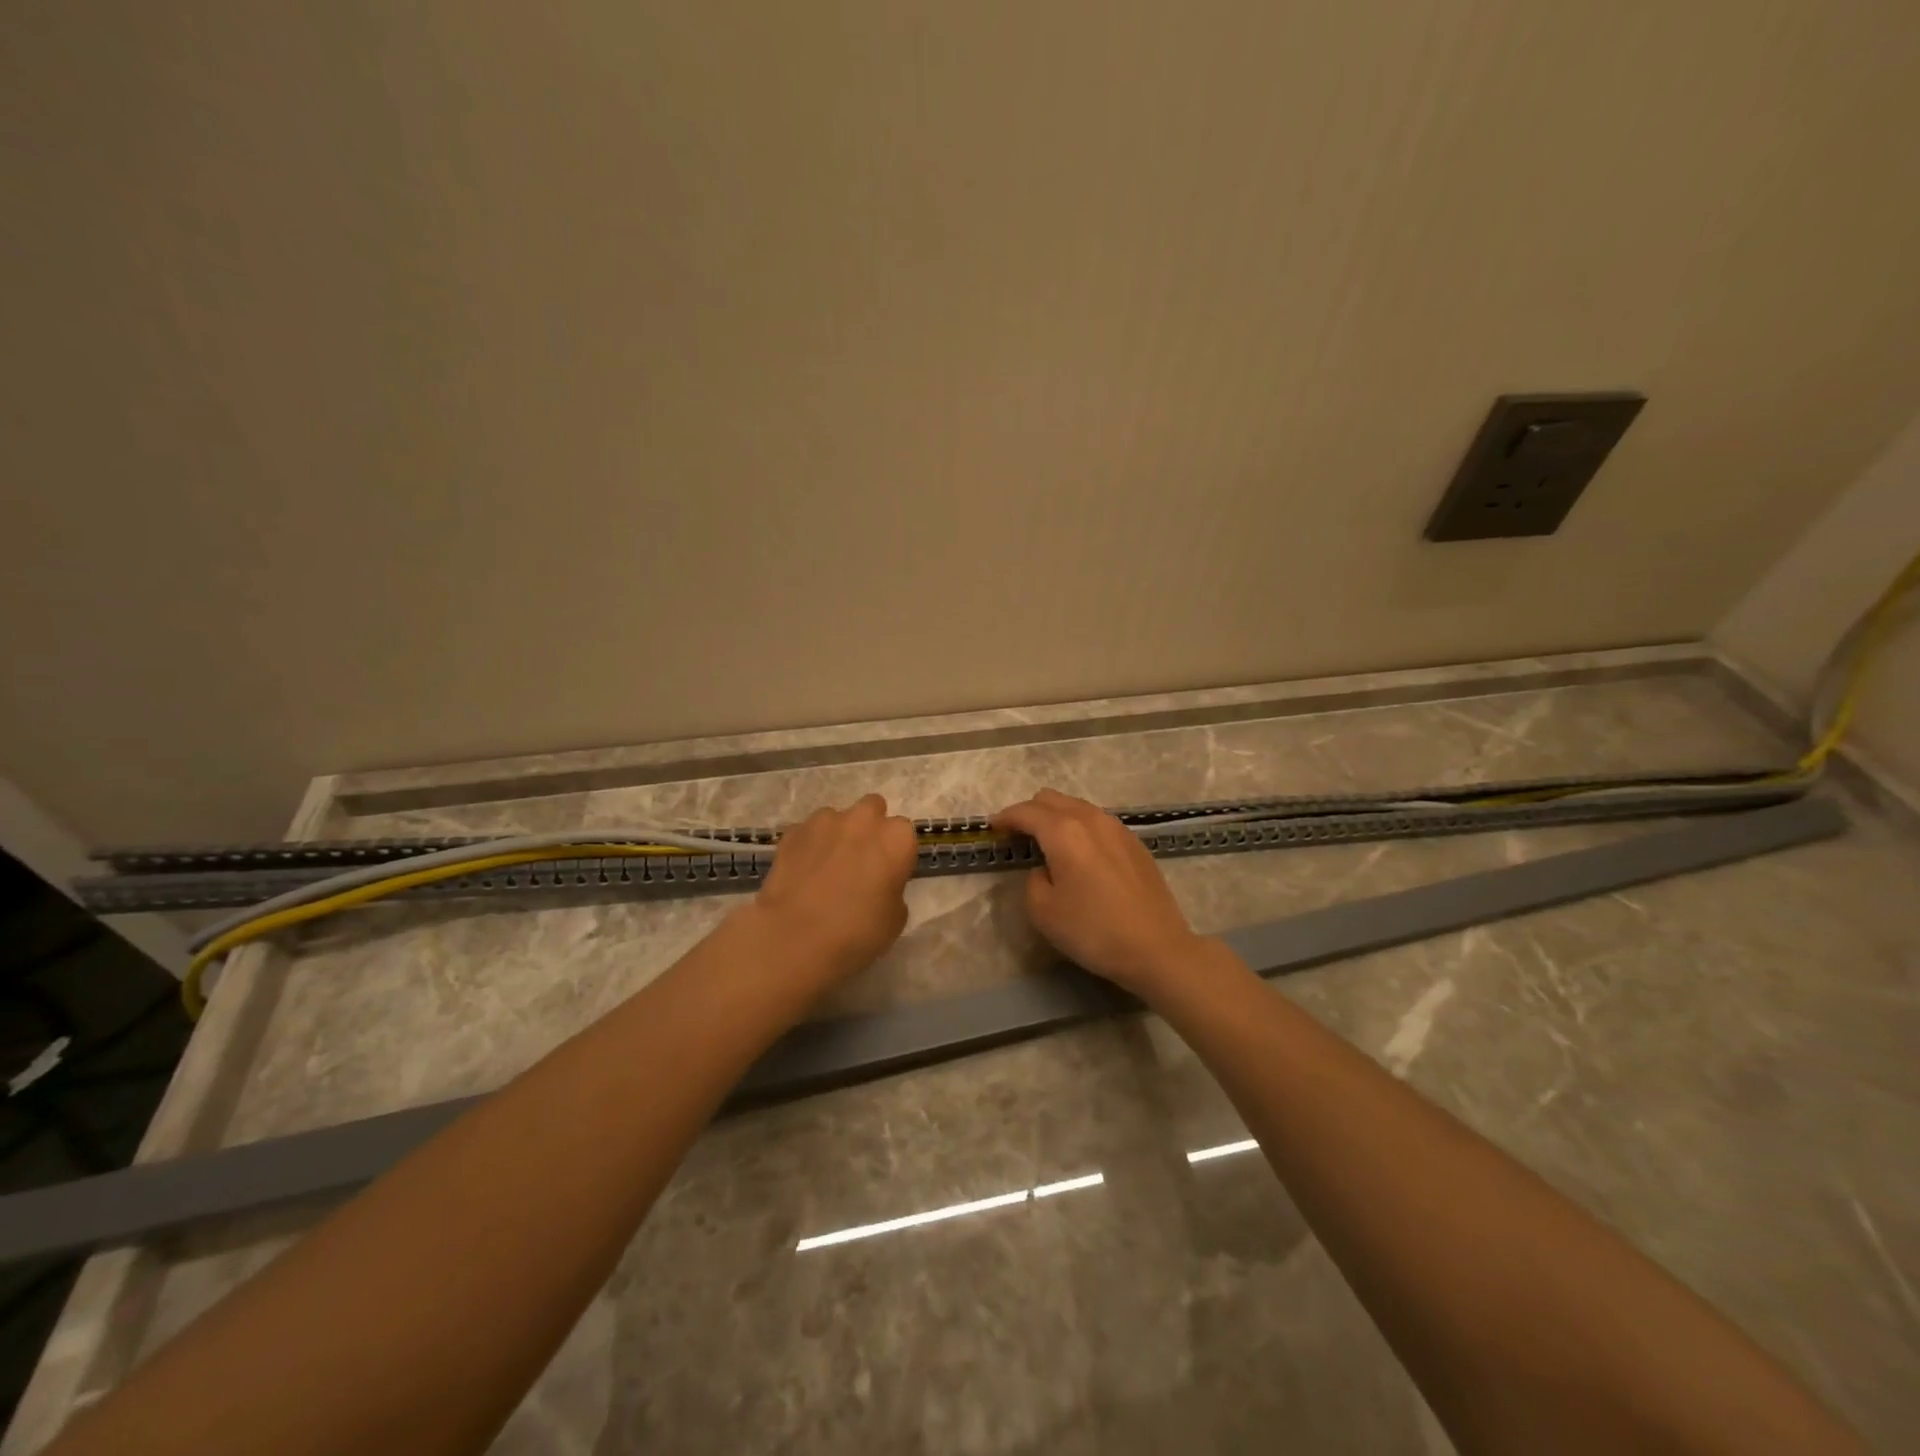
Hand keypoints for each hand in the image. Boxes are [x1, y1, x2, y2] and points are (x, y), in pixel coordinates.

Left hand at [751, 793, 917, 982]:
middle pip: (873, 809)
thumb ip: (893, 890)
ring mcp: (824, 821)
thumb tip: (880, 885)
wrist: (795, 937)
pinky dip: (808, 845)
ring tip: (826, 868)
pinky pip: (807, 832)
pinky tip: (802, 872)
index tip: (888, 874)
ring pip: (837, 818)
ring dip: (837, 834)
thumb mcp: (895, 919)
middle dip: (869, 828)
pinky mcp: (792, 831)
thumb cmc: (857, 931)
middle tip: (860, 861)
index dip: (896, 854)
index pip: (904, 834)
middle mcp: (863, 819)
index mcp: (896, 838)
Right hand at [991, 789, 1204, 994]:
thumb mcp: (1044, 912)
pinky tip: (1081, 854)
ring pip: (1077, 807)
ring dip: (1057, 817)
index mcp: (1064, 831)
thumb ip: (1033, 880)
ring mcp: (1117, 828)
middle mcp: (1090, 819)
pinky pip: (1097, 822)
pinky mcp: (1135, 842)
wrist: (1157, 948)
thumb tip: (1044, 869)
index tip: (992, 828)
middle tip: (1018, 836)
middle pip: (1051, 799)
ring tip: (1048, 844)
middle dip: (1030, 812)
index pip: (1026, 812)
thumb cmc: (1093, 930)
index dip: (1005, 818)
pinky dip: (1080, 828)